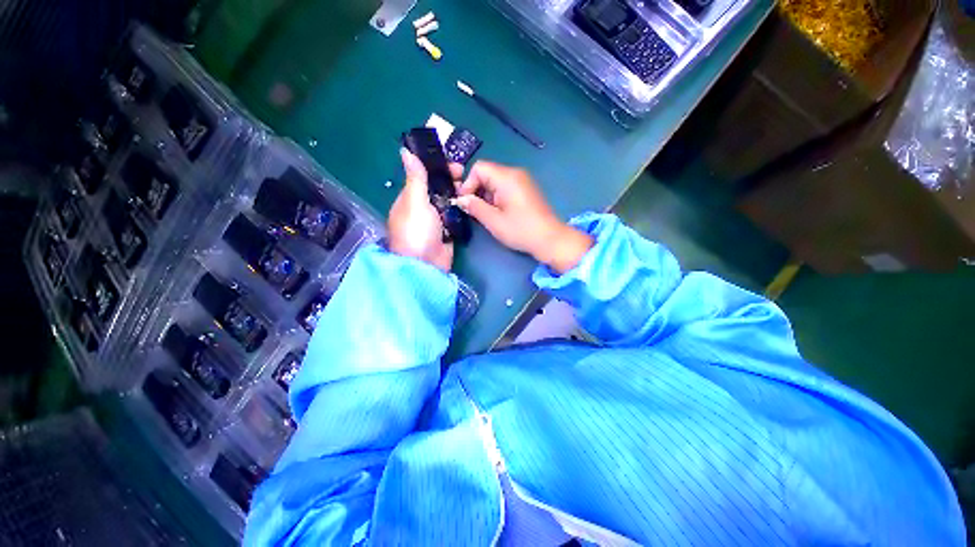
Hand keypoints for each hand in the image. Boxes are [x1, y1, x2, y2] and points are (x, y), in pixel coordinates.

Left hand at [388, 149, 461, 271]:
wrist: (426, 264)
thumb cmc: (416, 230)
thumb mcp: (414, 202)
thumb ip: (415, 178)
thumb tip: (405, 151)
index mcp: (409, 198)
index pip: (423, 177)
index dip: (438, 169)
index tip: (454, 165)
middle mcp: (422, 208)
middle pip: (437, 189)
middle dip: (451, 181)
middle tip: (465, 177)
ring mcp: (435, 221)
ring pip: (447, 202)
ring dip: (457, 194)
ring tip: (470, 188)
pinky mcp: (446, 231)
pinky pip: (454, 216)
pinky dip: (461, 209)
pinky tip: (470, 202)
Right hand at [453, 161, 592, 273]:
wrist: (550, 239)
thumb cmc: (521, 230)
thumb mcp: (494, 221)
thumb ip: (475, 207)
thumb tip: (460, 199)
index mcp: (507, 177)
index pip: (478, 168)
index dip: (468, 184)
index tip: (466, 203)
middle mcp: (515, 173)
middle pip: (487, 174)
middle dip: (477, 191)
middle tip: (475, 211)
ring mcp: (523, 181)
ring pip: (495, 182)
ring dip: (487, 196)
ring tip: (488, 215)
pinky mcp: (527, 190)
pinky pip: (505, 187)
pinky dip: (497, 198)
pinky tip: (499, 213)